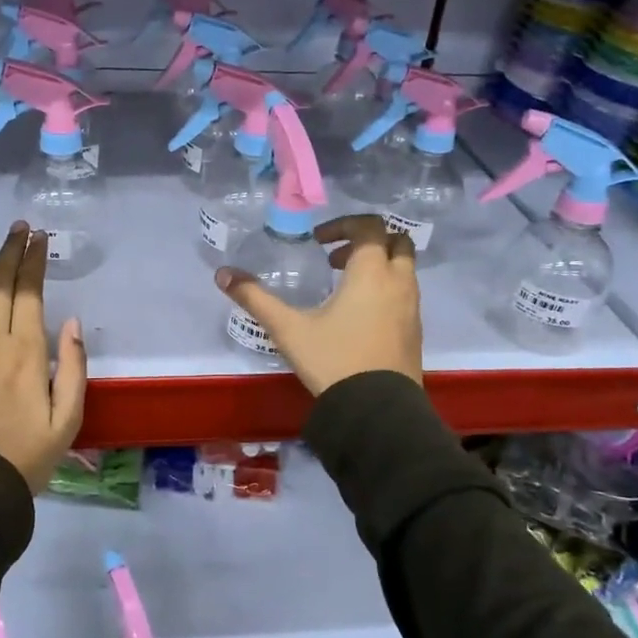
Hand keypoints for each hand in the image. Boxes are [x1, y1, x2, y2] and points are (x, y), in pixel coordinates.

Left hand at [0, 220, 87, 489]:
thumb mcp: (69, 419)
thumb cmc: (26, 456)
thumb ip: (74, 367)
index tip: (38, 237)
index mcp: (28, 353)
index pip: (31, 293)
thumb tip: (71, 321)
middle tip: (16, 225)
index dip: (35, 261)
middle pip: (0, 284)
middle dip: (10, 249)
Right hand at [215, 215, 422, 395]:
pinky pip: (405, 295)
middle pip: (397, 241)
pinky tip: (358, 316)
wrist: (377, 412)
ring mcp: (412, 308)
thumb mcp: (288, 329)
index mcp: (371, 273)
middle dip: (367, 241)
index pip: (370, 227)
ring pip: (404, 269)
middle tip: (336, 258)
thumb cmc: (333, 361)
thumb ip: (255, 298)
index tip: (318, 241)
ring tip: (343, 287)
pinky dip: (386, 290)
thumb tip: (222, 273)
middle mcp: (399, 283)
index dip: (343, 226)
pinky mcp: (415, 332)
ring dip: (378, 266)